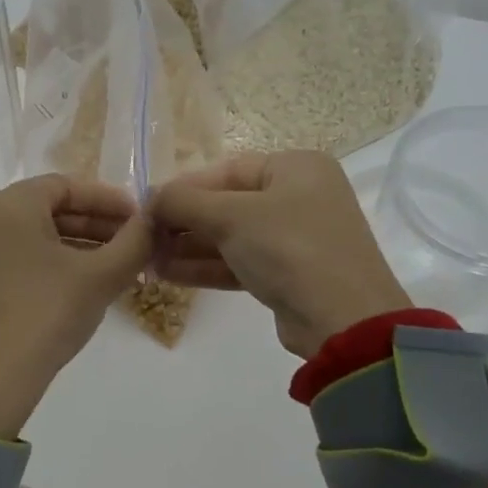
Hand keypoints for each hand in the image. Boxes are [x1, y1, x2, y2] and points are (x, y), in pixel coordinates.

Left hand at [0, 175, 153, 437]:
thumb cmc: (45, 313)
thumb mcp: (100, 276)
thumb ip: (135, 242)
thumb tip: (155, 219)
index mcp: (11, 204)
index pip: (67, 185)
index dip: (109, 199)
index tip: (141, 219)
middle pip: (51, 208)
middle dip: (97, 224)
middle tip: (135, 245)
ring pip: (38, 236)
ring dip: (80, 246)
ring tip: (118, 268)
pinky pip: (23, 258)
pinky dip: (56, 264)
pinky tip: (85, 287)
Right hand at [151, 151, 411, 357]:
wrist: (343, 319)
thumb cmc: (289, 248)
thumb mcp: (232, 216)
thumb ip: (184, 202)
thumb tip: (150, 198)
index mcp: (295, 168)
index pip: (226, 170)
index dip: (183, 188)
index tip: (146, 207)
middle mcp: (298, 196)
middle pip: (227, 203)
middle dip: (183, 222)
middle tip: (144, 238)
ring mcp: (295, 237)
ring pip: (231, 236)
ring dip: (189, 247)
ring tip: (148, 259)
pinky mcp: (288, 273)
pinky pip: (240, 262)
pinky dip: (206, 267)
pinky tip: (168, 274)